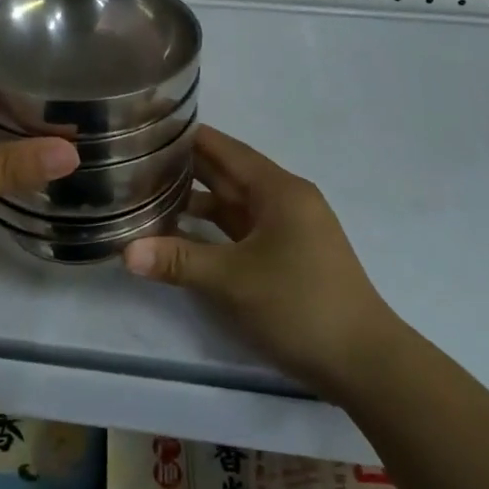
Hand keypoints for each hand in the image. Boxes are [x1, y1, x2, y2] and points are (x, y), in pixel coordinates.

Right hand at [122, 125, 402, 391]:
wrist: (363, 362)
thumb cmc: (299, 305)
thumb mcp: (232, 281)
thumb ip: (178, 261)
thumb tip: (125, 252)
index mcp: (279, 191)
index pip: (225, 150)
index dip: (189, 136)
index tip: (149, 126)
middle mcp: (285, 201)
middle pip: (228, 174)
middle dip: (185, 167)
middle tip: (137, 158)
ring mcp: (288, 230)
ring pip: (234, 204)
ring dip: (196, 200)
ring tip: (148, 193)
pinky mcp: (286, 257)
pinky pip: (241, 230)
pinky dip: (211, 228)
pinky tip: (180, 233)